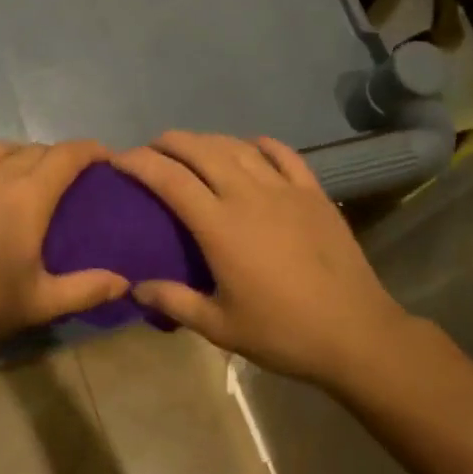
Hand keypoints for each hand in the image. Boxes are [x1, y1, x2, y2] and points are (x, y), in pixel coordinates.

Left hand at [0, 140, 129, 359]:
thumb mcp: (39, 304)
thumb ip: (86, 290)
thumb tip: (126, 282)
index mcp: (27, 198)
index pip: (66, 156)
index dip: (90, 150)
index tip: (104, 157)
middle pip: (34, 150)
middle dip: (56, 157)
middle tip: (65, 179)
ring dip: (16, 155)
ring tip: (20, 174)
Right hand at [113, 132, 415, 391]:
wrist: (355, 333)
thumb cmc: (282, 332)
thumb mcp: (219, 326)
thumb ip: (174, 301)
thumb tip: (135, 288)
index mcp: (220, 226)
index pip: (170, 179)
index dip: (139, 163)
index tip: (118, 159)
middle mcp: (248, 195)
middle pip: (201, 151)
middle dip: (170, 142)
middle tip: (151, 148)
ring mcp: (285, 190)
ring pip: (238, 147)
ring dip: (208, 140)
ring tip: (191, 146)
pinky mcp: (314, 193)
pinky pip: (283, 154)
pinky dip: (260, 144)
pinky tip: (250, 145)